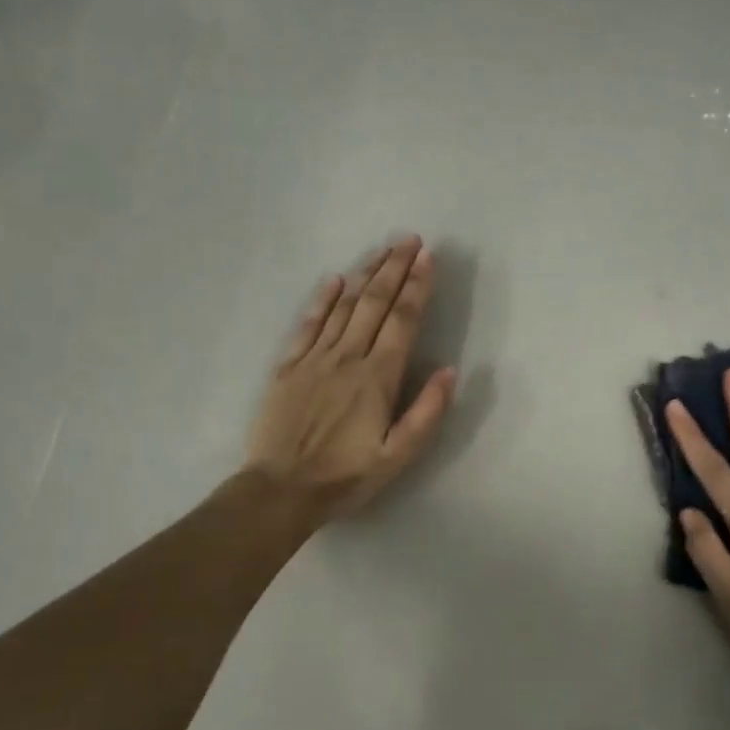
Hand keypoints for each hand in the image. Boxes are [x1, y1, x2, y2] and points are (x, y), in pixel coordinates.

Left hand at [245, 236, 456, 519]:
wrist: (280, 490)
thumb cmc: (345, 477)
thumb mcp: (397, 456)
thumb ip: (426, 412)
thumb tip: (449, 370)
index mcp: (377, 377)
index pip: (402, 321)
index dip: (417, 287)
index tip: (427, 258)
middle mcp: (347, 358)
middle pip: (374, 303)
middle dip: (394, 268)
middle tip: (409, 239)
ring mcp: (314, 359)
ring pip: (343, 307)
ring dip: (365, 275)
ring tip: (382, 250)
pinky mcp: (288, 367)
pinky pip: (307, 324)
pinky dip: (322, 299)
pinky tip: (334, 280)